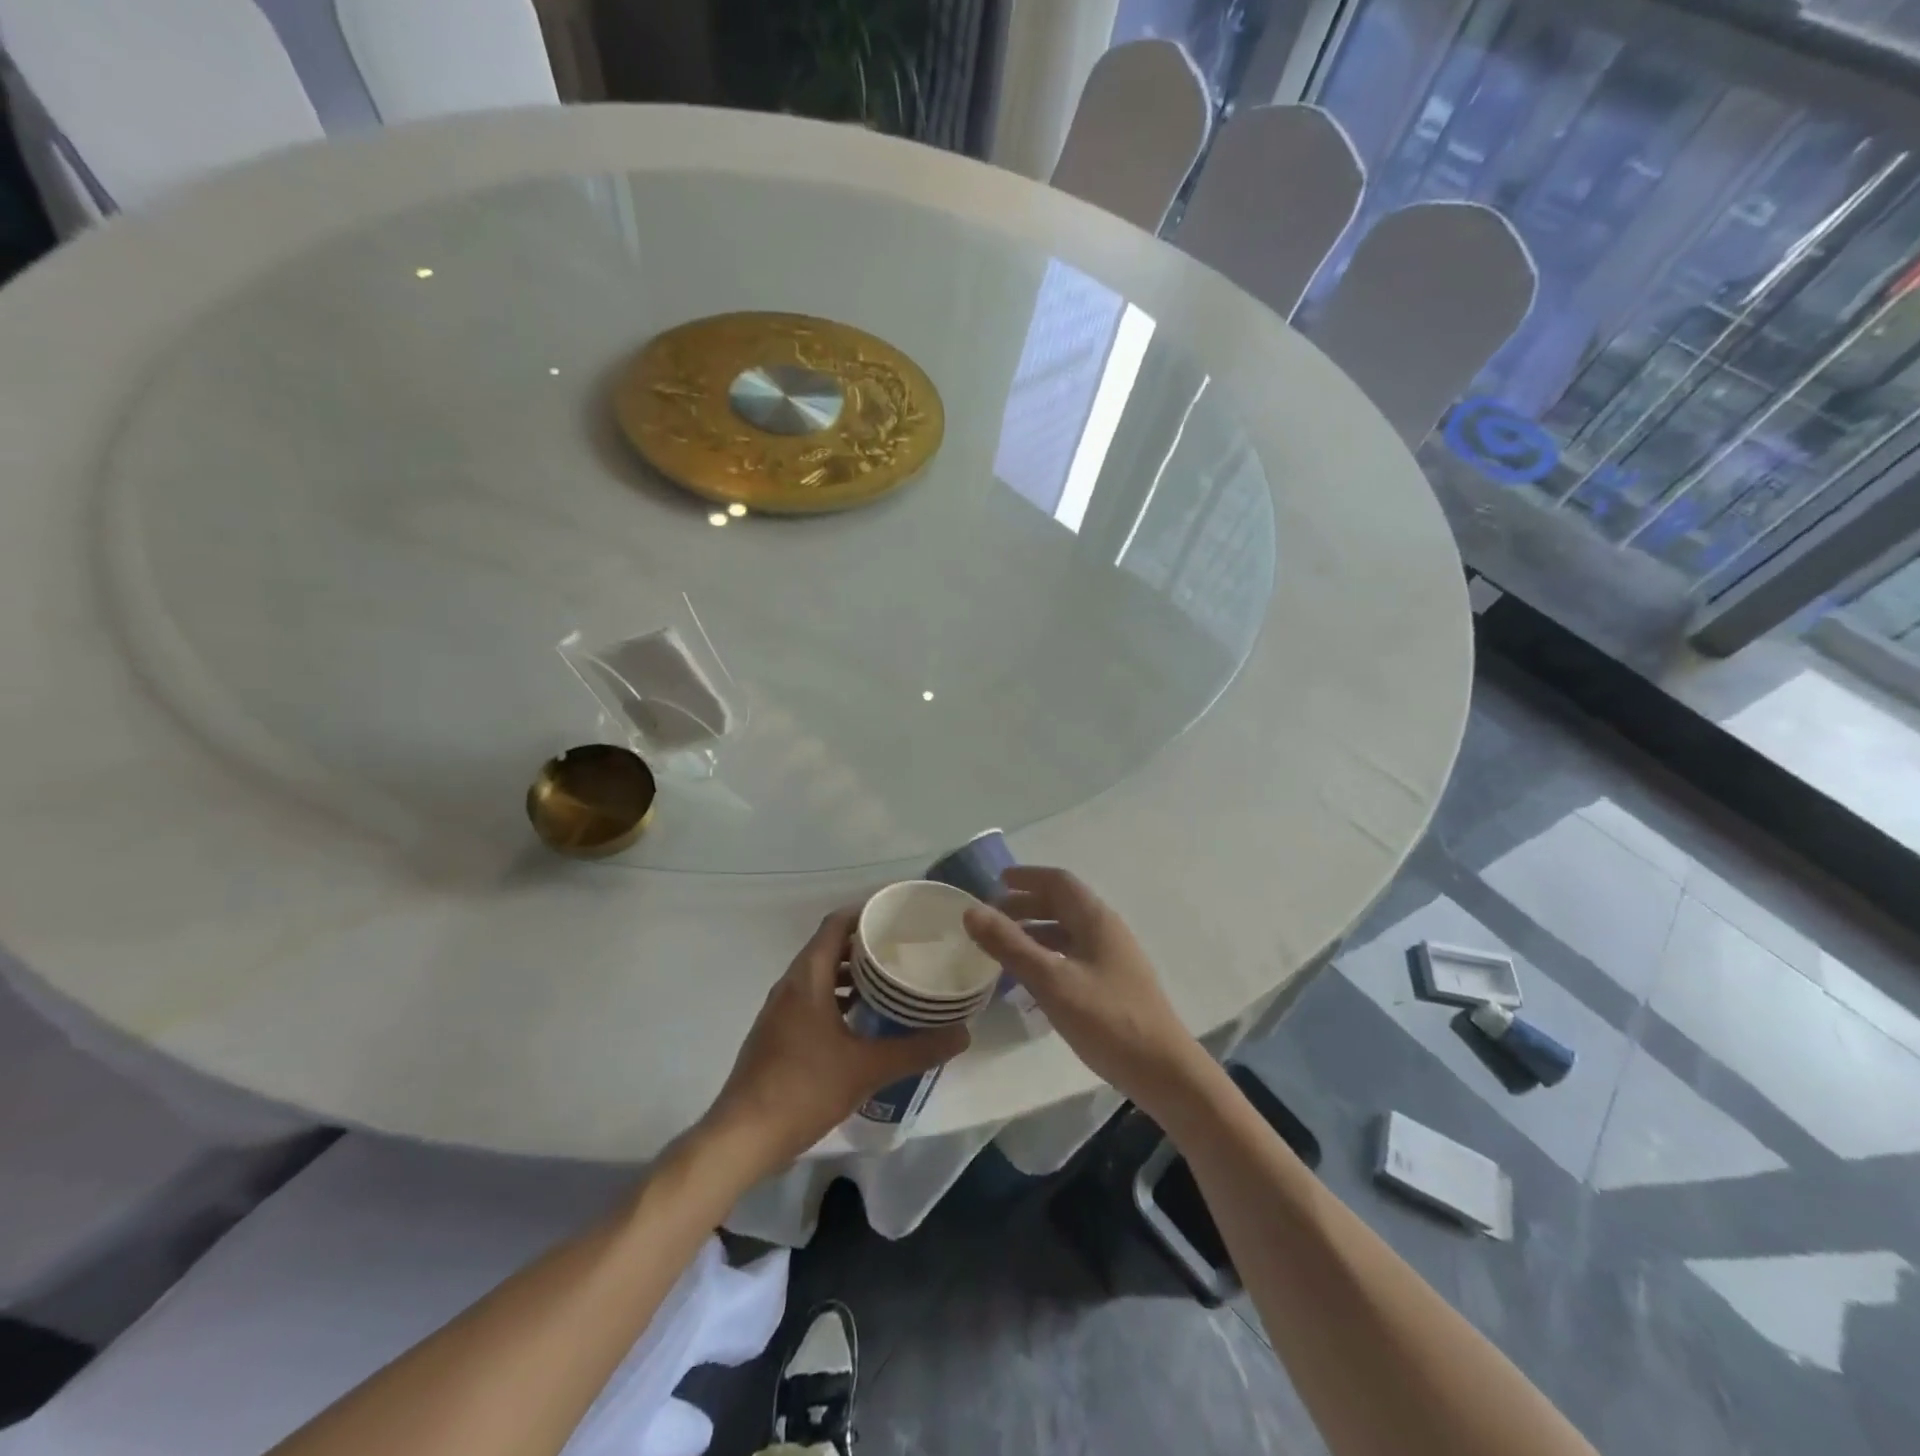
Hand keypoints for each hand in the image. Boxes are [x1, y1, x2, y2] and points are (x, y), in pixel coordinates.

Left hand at [702, 906, 969, 1170]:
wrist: (742, 1138)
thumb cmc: (803, 1090)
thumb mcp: (867, 1069)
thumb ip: (916, 1049)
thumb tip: (963, 1033)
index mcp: (806, 978)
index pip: (836, 924)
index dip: (866, 913)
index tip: (899, 917)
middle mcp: (790, 985)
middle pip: (829, 946)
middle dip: (865, 944)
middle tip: (904, 949)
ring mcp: (780, 1010)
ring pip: (819, 975)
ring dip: (851, 973)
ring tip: (891, 982)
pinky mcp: (777, 1033)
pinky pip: (812, 998)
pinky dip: (837, 997)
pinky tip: (863, 1021)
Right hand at [962, 867, 1205, 1115]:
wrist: (1164, 1071)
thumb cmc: (1107, 1020)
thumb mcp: (1051, 981)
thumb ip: (1010, 945)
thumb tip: (971, 911)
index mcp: (1096, 920)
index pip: (1059, 882)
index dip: (1027, 877)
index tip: (996, 881)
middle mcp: (1106, 931)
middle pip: (1063, 904)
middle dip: (1026, 905)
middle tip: (991, 917)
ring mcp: (1113, 958)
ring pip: (1068, 932)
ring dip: (1035, 931)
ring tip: (1003, 946)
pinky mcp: (1114, 984)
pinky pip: (1073, 955)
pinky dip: (1048, 955)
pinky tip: (1031, 979)